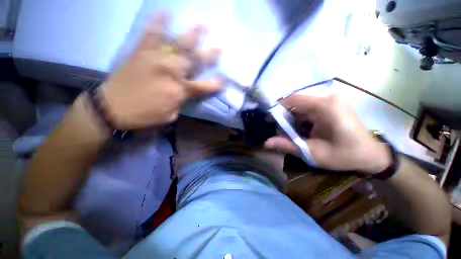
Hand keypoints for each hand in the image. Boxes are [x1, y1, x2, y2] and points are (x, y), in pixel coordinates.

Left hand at [100, 15, 221, 129]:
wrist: (113, 107)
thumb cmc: (145, 115)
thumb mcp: (171, 115)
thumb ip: (182, 101)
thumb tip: (187, 92)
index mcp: (179, 90)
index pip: (204, 86)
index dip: (216, 84)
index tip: (224, 81)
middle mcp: (172, 71)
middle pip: (195, 61)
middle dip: (210, 55)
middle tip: (219, 49)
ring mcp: (156, 58)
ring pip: (178, 43)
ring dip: (193, 35)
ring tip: (203, 26)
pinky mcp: (141, 51)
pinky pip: (151, 33)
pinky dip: (159, 22)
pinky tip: (166, 12)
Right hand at [264, 94, 391, 174]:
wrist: (371, 156)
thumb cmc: (344, 155)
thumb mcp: (312, 153)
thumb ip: (287, 145)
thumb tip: (266, 143)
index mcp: (325, 106)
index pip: (293, 99)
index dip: (278, 108)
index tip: (269, 120)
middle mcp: (328, 98)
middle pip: (296, 103)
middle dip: (285, 117)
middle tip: (279, 131)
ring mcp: (331, 100)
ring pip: (301, 106)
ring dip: (293, 119)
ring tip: (291, 133)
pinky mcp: (332, 105)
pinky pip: (309, 109)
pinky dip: (301, 119)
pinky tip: (302, 130)